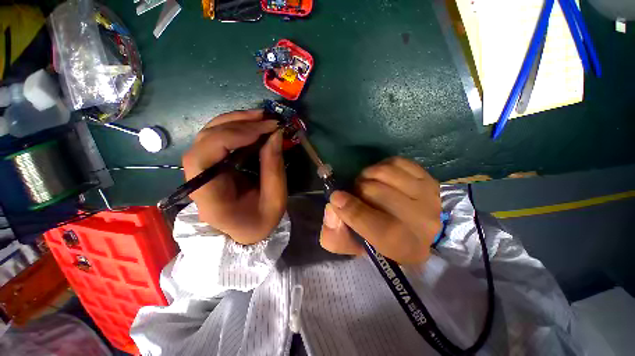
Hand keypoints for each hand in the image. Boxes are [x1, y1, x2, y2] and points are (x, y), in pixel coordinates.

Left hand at [182, 109, 285, 244]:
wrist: (247, 231)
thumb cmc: (261, 221)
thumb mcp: (275, 199)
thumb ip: (274, 167)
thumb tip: (275, 135)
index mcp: (210, 197)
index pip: (202, 158)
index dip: (229, 137)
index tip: (262, 131)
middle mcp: (198, 180)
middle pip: (204, 140)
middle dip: (236, 124)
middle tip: (266, 119)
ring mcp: (203, 170)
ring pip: (209, 135)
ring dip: (235, 121)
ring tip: (261, 117)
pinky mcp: (212, 165)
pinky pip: (218, 139)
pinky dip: (235, 128)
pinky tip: (253, 125)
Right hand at [319, 157, 441, 264]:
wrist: (414, 230)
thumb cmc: (379, 240)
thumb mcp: (353, 246)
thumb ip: (335, 236)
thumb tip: (333, 208)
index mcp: (402, 247)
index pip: (378, 226)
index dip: (352, 210)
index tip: (336, 198)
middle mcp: (422, 224)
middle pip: (376, 192)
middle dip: (357, 189)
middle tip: (355, 193)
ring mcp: (428, 198)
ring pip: (385, 173)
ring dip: (368, 175)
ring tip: (367, 183)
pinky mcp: (429, 180)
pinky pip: (397, 162)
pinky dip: (382, 165)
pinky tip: (381, 176)